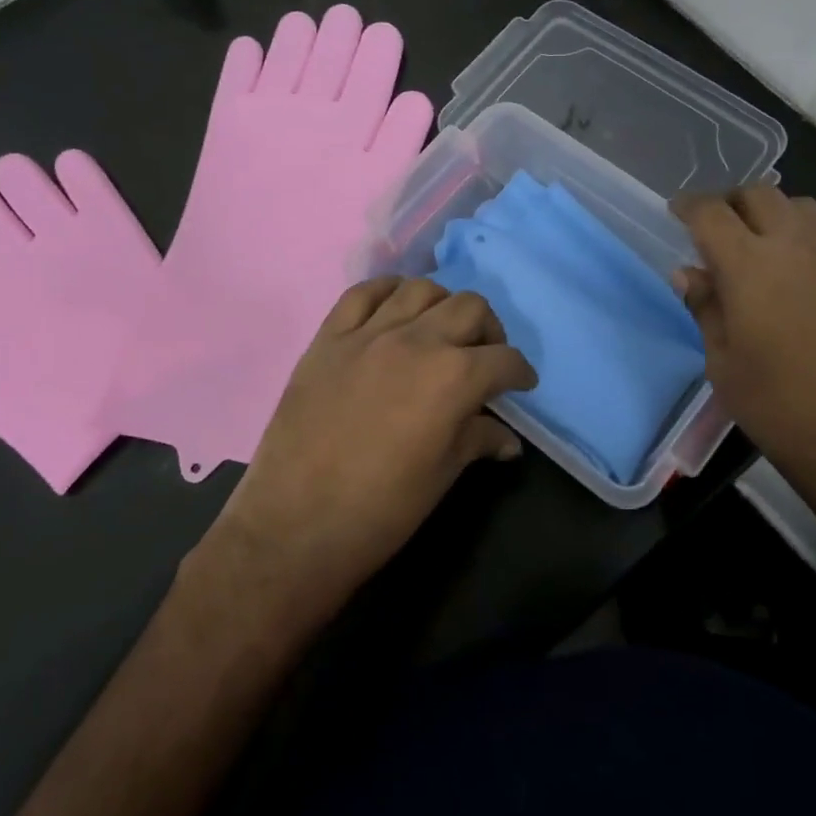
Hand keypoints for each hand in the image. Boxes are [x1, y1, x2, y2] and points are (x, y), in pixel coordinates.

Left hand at [209, 278, 536, 629]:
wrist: (295, 526)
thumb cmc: (381, 510)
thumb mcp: (442, 476)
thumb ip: (478, 441)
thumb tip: (508, 439)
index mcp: (453, 377)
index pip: (504, 359)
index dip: (520, 373)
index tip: (520, 385)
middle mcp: (416, 341)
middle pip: (469, 308)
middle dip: (489, 331)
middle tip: (484, 358)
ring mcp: (368, 334)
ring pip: (420, 289)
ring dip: (442, 307)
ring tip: (439, 332)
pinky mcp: (328, 338)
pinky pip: (362, 293)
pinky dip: (387, 294)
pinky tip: (394, 312)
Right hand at [671, 185, 815, 497]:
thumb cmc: (779, 407)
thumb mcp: (723, 364)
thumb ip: (705, 308)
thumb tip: (689, 273)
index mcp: (749, 266)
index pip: (711, 213)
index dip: (689, 206)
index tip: (678, 212)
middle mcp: (797, 246)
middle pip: (760, 194)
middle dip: (733, 203)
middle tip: (720, 229)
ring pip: (802, 207)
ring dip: (775, 214)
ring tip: (764, 244)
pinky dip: (810, 238)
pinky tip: (806, 271)